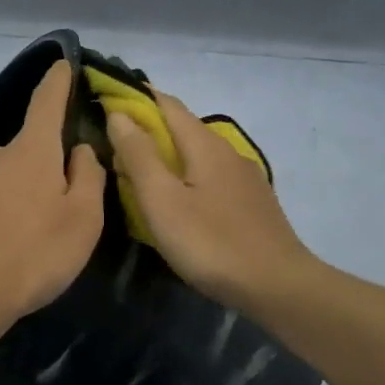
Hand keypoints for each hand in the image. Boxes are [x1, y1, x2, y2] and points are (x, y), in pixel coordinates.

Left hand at [0, 61, 106, 327]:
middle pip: (28, 149)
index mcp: (30, 151)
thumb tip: (78, 149)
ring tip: (33, 233)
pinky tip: (4, 246)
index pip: (46, 101)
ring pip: (4, 177)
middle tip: (64, 203)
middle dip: (46, 164)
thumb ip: (88, 176)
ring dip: (21, 193)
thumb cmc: (35, 254)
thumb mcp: (83, 219)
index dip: (58, 81)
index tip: (63, 63)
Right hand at [107, 92, 314, 312]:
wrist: (277, 286)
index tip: (106, 100)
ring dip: (165, 155)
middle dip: (147, 129)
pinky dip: (185, 176)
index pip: (166, 104)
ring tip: (138, 174)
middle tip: (113, 146)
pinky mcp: (251, 203)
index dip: (135, 98)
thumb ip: (139, 155)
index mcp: (205, 144)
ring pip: (196, 154)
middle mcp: (228, 151)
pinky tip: (177, 200)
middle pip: (182, 128)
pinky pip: (209, 176)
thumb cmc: (210, 242)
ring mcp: (244, 178)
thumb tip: (118, 114)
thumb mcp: (162, 200)